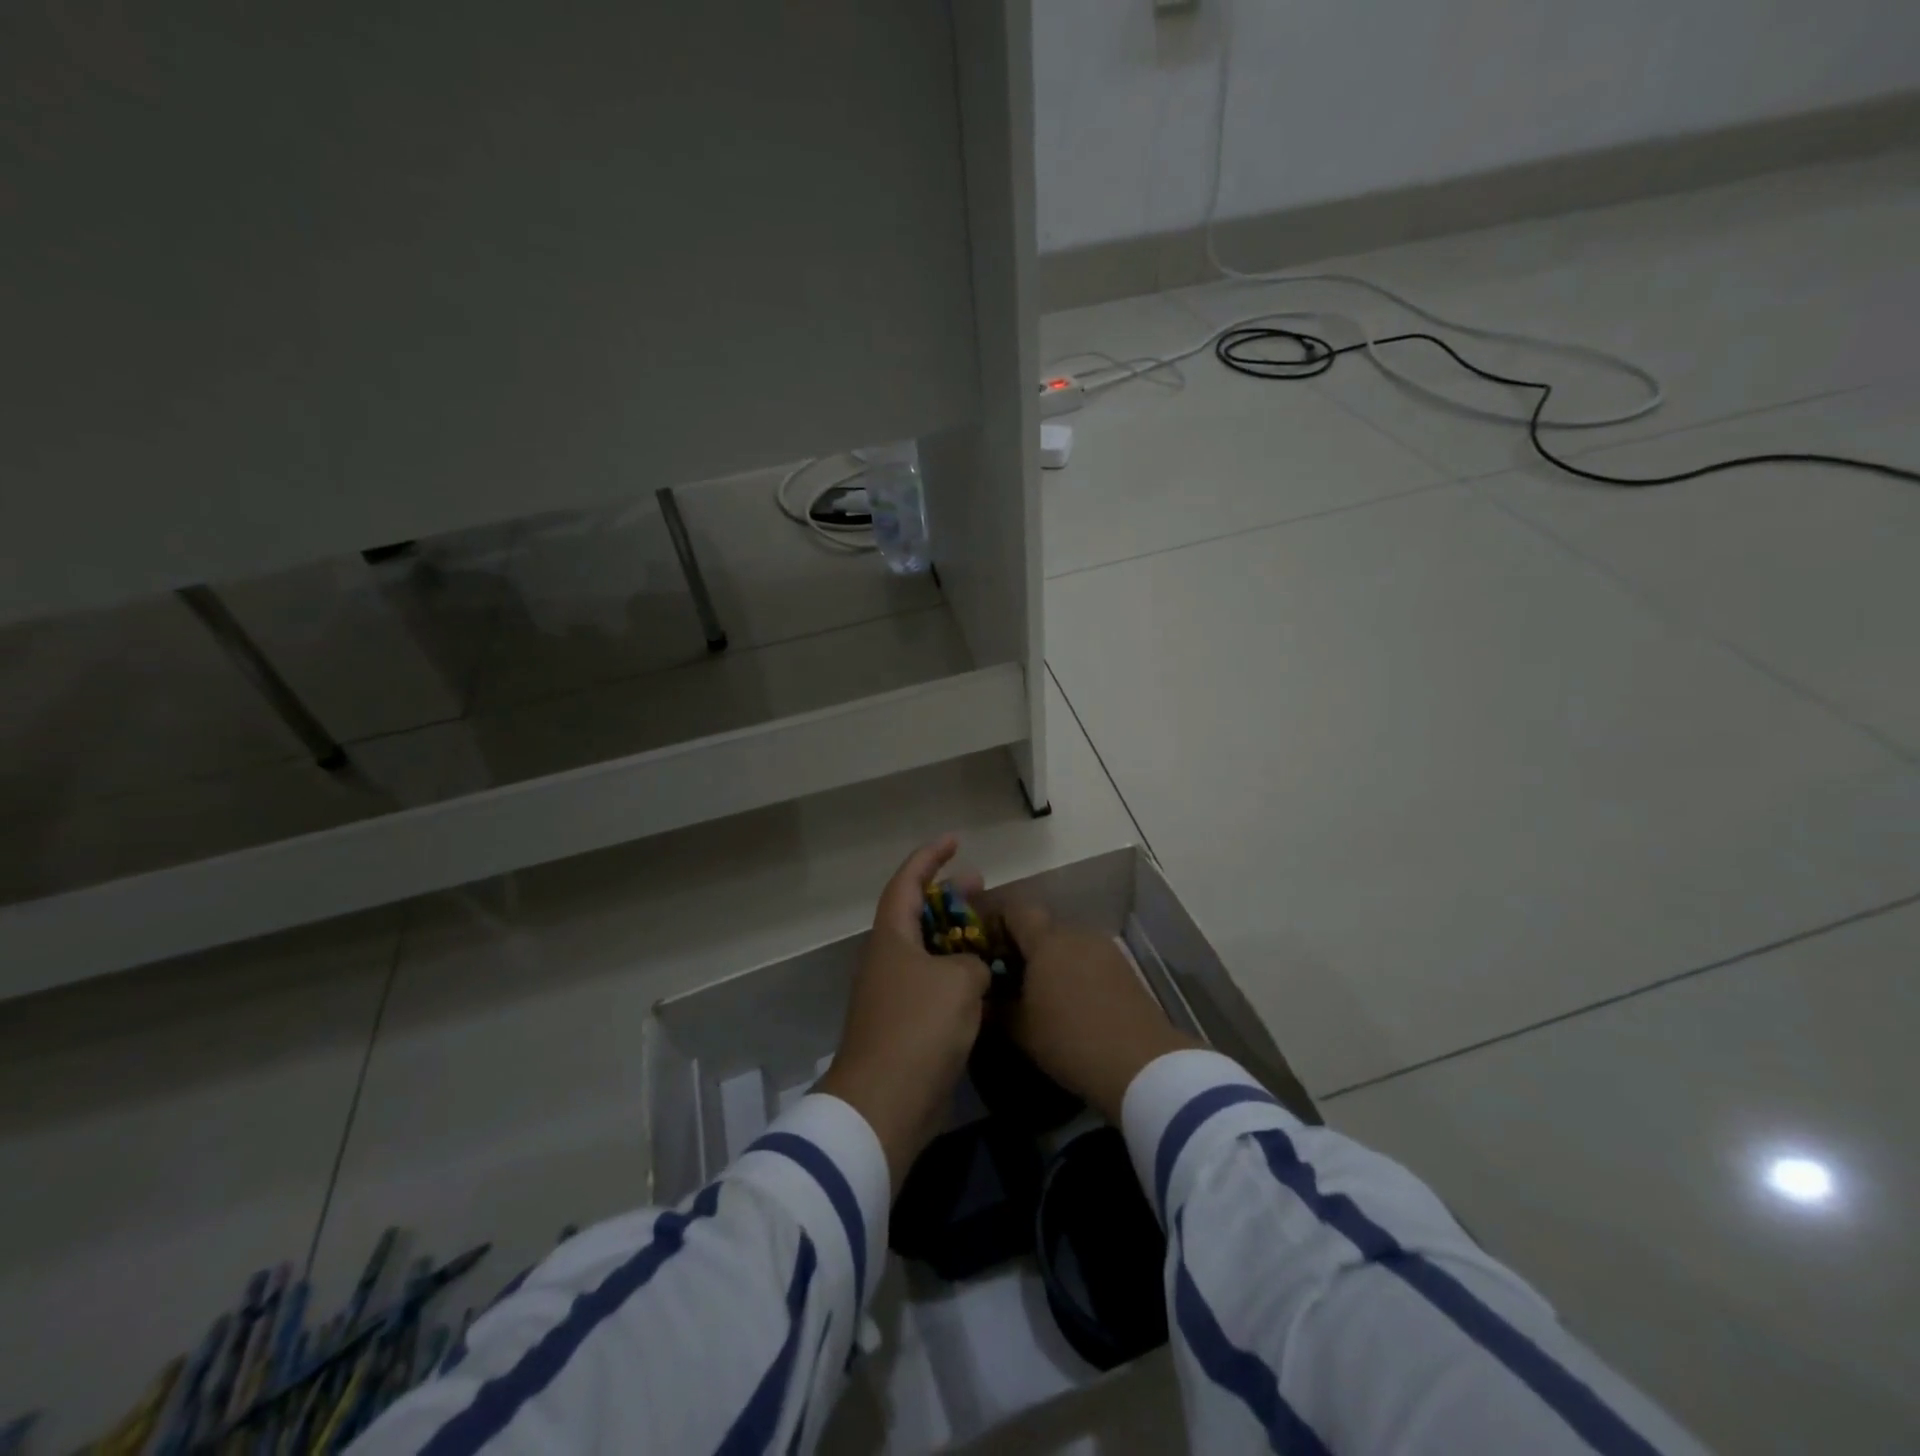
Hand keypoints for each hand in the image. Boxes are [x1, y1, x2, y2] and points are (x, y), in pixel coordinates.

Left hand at [818, 836, 989, 1189]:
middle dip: (950, 897)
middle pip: (918, 914)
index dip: (930, 857)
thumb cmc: (919, 1027)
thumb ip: (972, 962)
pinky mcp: (906, 1027)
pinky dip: (958, 978)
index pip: (908, 881)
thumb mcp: (959, 981)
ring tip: (991, 933)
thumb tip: (970, 971)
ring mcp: (894, 994)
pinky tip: (987, 983)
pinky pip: (934, 987)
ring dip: (958, 939)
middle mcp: (888, 959)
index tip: (955, 841)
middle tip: (982, 885)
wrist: (886, 1103)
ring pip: (929, 952)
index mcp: (891, 936)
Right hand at [995, 900, 1200, 1124]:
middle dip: (1022, 945)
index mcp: (1046, 940)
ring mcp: (1104, 949)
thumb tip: (981, 997)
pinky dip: (1073, 972)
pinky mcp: (1124, 969)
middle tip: (1005, 973)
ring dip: (1050, 960)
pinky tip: (1069, 1002)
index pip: (1015, 909)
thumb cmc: (1070, 1039)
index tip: (981, 942)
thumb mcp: (1020, 1029)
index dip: (995, 920)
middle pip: (1042, 927)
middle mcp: (1076, 934)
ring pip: (1067, 944)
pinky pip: (1088, 960)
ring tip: (1037, 992)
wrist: (1140, 1063)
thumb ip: (995, 1007)